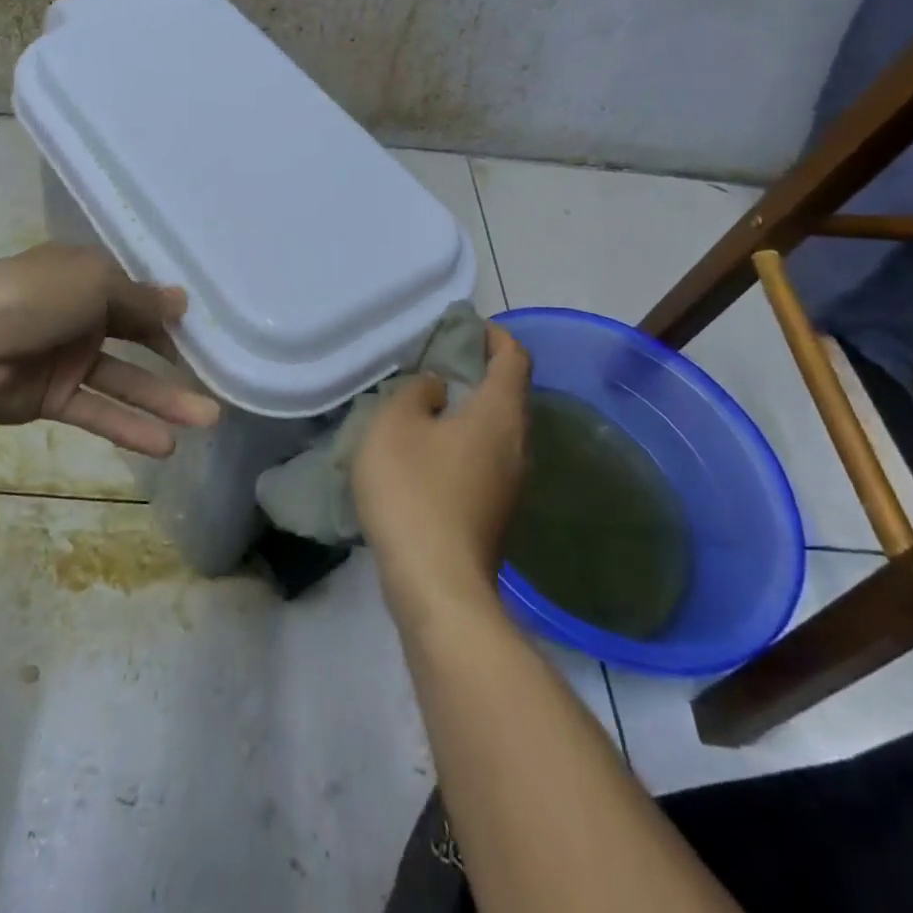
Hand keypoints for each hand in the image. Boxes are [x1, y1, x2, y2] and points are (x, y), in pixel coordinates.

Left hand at [0, 244, 219, 456]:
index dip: (171, 317)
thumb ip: (140, 300)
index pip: (139, 297)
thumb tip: (182, 301)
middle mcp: (81, 316)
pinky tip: (166, 445)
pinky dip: (129, 427)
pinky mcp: (51, 397)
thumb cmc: (30, 297)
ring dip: (163, 401)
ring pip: (125, 381)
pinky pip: (98, 411)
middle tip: (218, 384)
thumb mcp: (94, 284)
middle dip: (176, 362)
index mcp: (87, 279)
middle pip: (137, 340)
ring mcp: (66, 359)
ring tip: (208, 420)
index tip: (208, 337)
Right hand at [354, 325, 530, 613]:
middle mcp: (517, 445)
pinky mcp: (496, 512)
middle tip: (433, 363)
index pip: (514, 357)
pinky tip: (427, 452)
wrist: (437, 584)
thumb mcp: (395, 424)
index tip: (462, 328)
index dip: (493, 335)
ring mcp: (511, 484)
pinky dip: (464, 441)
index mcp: (499, 414)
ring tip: (425, 404)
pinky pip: (486, 458)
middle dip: (477, 371)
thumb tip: (436, 388)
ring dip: (469, 409)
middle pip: (509, 393)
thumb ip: (416, 392)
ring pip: (497, 429)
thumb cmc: (414, 491)